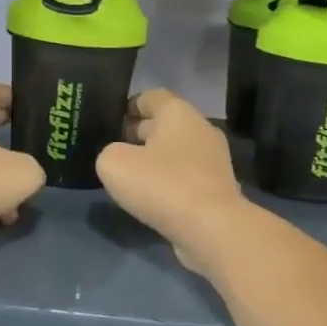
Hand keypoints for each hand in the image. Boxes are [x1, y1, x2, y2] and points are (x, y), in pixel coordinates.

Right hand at [97, 89, 250, 274]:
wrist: (211, 229)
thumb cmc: (162, 184)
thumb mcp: (114, 163)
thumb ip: (109, 153)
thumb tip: (119, 157)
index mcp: (178, 112)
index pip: (151, 96)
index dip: (127, 106)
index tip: (109, 122)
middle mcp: (200, 129)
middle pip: (164, 124)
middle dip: (137, 134)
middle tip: (112, 149)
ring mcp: (213, 160)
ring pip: (175, 152)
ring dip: (153, 160)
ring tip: (128, 176)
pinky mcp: (217, 188)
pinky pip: (185, 176)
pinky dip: (168, 182)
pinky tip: (150, 198)